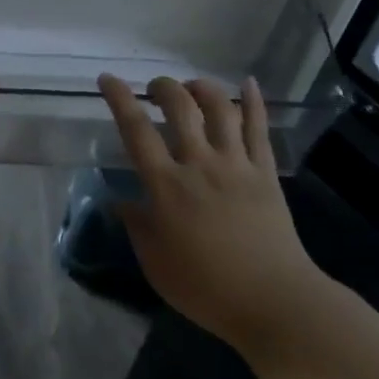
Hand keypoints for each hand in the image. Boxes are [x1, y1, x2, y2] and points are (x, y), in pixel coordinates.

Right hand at [99, 74, 320, 357]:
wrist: (272, 300)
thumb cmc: (205, 287)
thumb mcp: (155, 262)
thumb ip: (136, 225)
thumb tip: (120, 201)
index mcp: (167, 186)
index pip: (136, 130)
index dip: (119, 99)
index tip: (107, 79)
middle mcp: (200, 164)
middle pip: (180, 107)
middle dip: (163, 87)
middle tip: (155, 89)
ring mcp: (236, 164)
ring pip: (220, 109)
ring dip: (202, 88)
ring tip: (192, 87)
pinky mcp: (265, 171)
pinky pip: (259, 128)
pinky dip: (254, 101)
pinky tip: (249, 83)